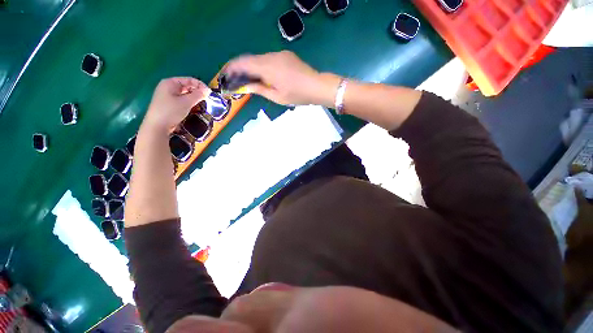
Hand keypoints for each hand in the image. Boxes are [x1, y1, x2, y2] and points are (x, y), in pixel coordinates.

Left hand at [142, 77, 209, 132]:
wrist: (157, 126)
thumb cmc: (171, 111)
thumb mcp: (186, 102)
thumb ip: (198, 95)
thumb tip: (208, 90)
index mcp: (170, 82)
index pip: (189, 80)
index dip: (201, 85)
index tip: (210, 94)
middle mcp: (168, 87)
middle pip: (187, 86)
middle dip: (198, 92)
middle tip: (207, 99)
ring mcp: (167, 95)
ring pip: (185, 94)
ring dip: (194, 98)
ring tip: (202, 104)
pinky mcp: (169, 104)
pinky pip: (182, 100)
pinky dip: (189, 102)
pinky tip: (194, 108)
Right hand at [224, 51, 339, 105]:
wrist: (316, 86)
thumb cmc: (297, 95)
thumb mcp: (277, 97)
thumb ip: (260, 89)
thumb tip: (246, 86)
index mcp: (268, 67)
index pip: (244, 62)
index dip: (232, 67)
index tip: (225, 74)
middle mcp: (271, 56)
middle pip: (250, 59)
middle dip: (241, 68)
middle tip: (236, 79)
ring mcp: (279, 54)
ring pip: (260, 59)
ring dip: (253, 68)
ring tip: (250, 80)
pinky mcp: (286, 55)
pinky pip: (269, 59)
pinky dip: (262, 66)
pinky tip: (264, 76)